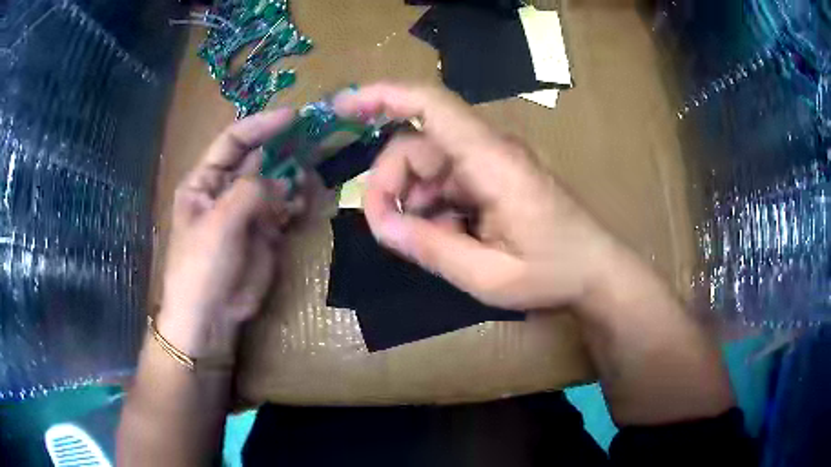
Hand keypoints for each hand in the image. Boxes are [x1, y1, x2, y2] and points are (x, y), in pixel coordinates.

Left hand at [157, 109, 304, 358]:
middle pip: (258, 159)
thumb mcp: (219, 223)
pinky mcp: (264, 232)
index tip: (293, 116)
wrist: (210, 317)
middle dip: (283, 149)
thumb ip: (250, 191)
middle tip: (315, 141)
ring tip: (308, 181)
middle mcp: (226, 190)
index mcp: (205, 181)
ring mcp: (246, 211)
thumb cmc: (202, 266)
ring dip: (293, 178)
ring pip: (275, 183)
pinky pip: (284, 209)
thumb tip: (281, 179)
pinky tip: (300, 209)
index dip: (261, 126)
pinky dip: (295, 205)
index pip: (233, 141)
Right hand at [334, 83, 621, 310]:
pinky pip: (447, 180)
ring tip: (422, 241)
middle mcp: (489, 150)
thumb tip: (381, 226)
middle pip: (418, 145)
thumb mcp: (489, 275)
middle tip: (385, 230)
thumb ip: (432, 249)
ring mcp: (492, 162)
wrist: (597, 271)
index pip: (431, 105)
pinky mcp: (494, 176)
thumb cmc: (553, 273)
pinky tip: (444, 236)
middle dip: (390, 183)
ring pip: (429, 164)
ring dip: (411, 199)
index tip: (343, 106)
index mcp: (492, 161)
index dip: (382, 96)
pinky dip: (432, 205)